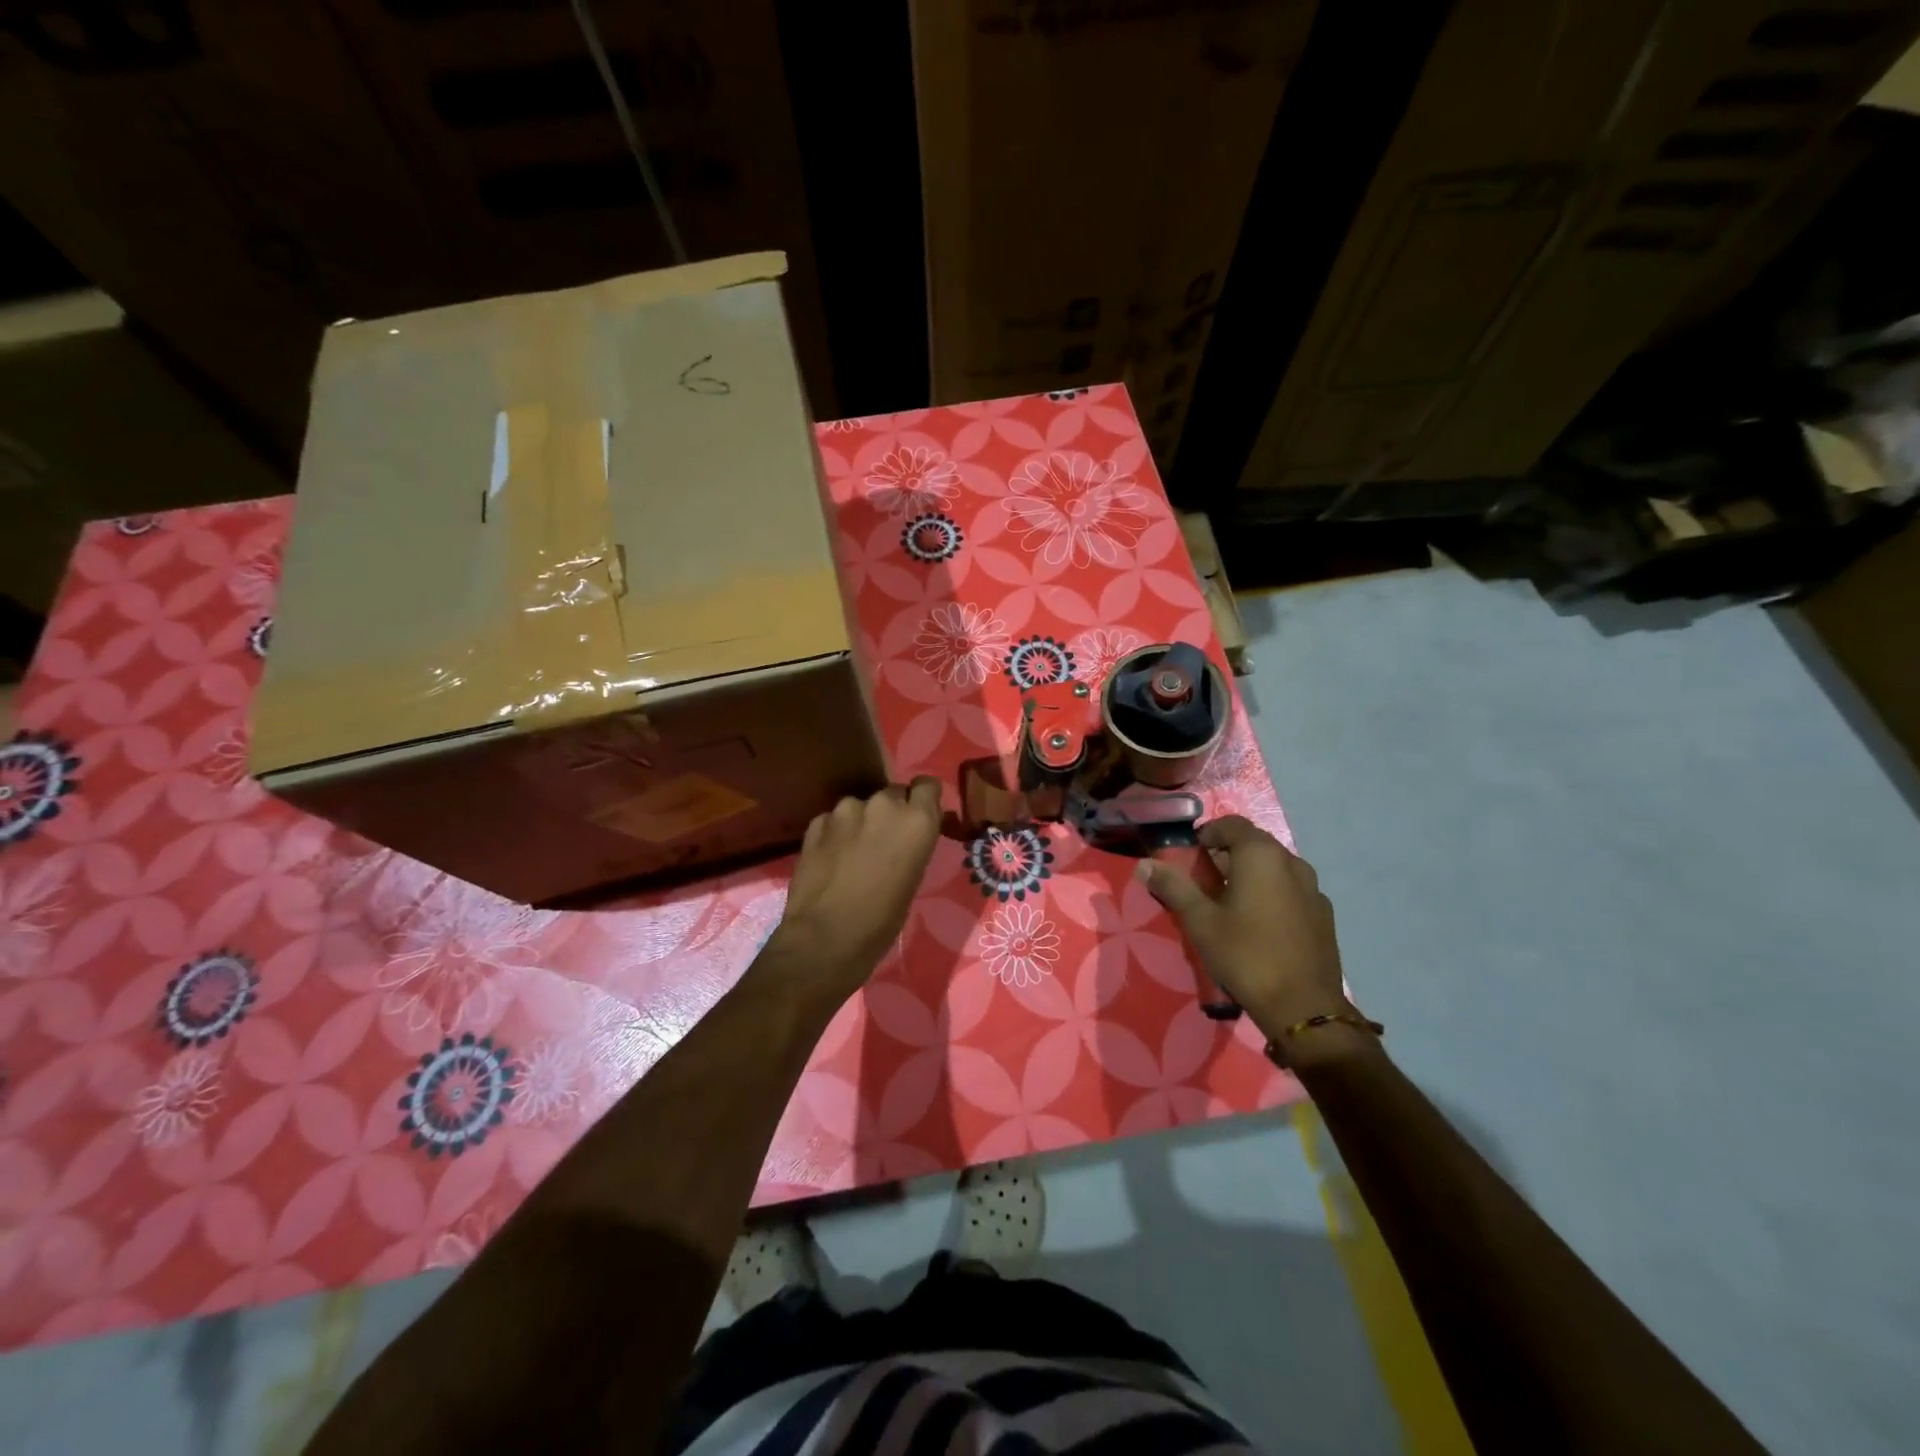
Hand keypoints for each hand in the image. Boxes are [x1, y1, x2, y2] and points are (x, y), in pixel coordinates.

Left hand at [765, 777, 944, 1002]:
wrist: (826, 937)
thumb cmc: (883, 919)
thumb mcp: (915, 877)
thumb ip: (914, 841)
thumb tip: (909, 833)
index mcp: (916, 819)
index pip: (927, 785)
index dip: (923, 799)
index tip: (919, 815)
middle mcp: (884, 804)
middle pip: (893, 793)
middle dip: (891, 811)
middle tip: (885, 841)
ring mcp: (846, 810)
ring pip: (860, 806)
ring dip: (861, 821)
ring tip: (853, 852)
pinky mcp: (817, 822)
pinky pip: (833, 820)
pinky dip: (835, 833)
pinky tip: (831, 859)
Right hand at [1138, 816, 1361, 1047]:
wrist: (1303, 1007)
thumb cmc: (1245, 955)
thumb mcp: (1200, 921)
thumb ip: (1173, 886)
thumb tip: (1144, 863)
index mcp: (1261, 855)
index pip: (1231, 824)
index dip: (1208, 833)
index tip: (1191, 855)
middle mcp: (1291, 862)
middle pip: (1254, 843)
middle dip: (1227, 854)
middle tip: (1204, 880)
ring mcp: (1313, 888)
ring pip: (1275, 867)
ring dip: (1251, 874)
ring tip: (1229, 902)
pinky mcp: (1323, 914)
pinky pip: (1291, 890)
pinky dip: (1271, 894)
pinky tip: (1259, 924)